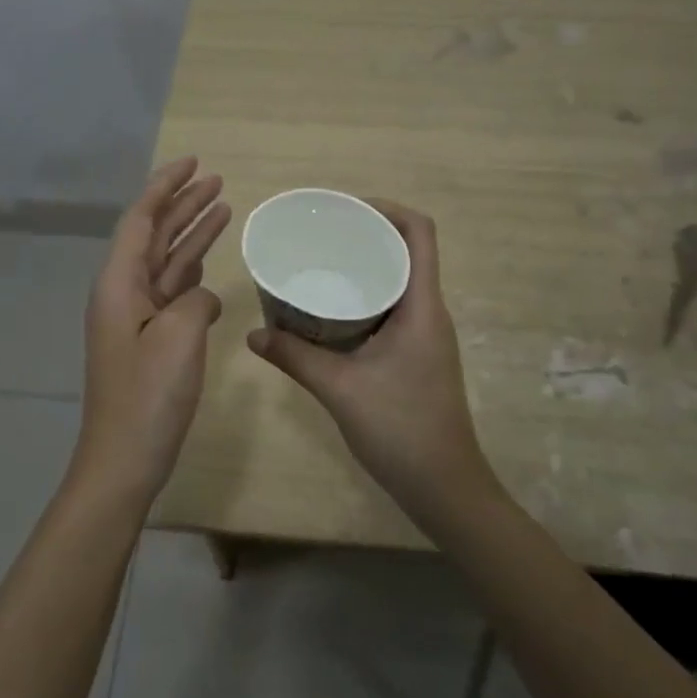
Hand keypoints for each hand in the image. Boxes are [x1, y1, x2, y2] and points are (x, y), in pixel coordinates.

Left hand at [75, 158, 230, 504]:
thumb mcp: (179, 336)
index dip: (166, 186)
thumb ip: (195, 300)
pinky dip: (194, 272)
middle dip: (183, 204)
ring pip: (167, 261)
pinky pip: (174, 292)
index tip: (194, 163)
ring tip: (223, 206)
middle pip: (154, 234)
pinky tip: (213, 265)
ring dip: (192, 233)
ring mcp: (136, 317)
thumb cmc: (148, 395)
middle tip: (217, 179)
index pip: (141, 218)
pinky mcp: (150, 339)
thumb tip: (202, 298)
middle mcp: (123, 292)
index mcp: (119, 283)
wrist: (124, 457)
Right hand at [245, 201, 499, 526]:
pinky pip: (392, 310)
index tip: (346, 211)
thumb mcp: (339, 389)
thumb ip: (295, 358)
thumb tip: (252, 335)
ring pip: (399, 283)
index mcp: (422, 307)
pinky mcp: (417, 356)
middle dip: (367, 236)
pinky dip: (365, 300)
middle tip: (322, 237)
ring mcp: (426, 336)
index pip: (419, 234)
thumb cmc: (401, 429)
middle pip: (407, 252)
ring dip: (366, 269)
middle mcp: (429, 312)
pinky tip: (331, 312)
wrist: (444, 487)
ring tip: (322, 266)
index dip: (388, 210)